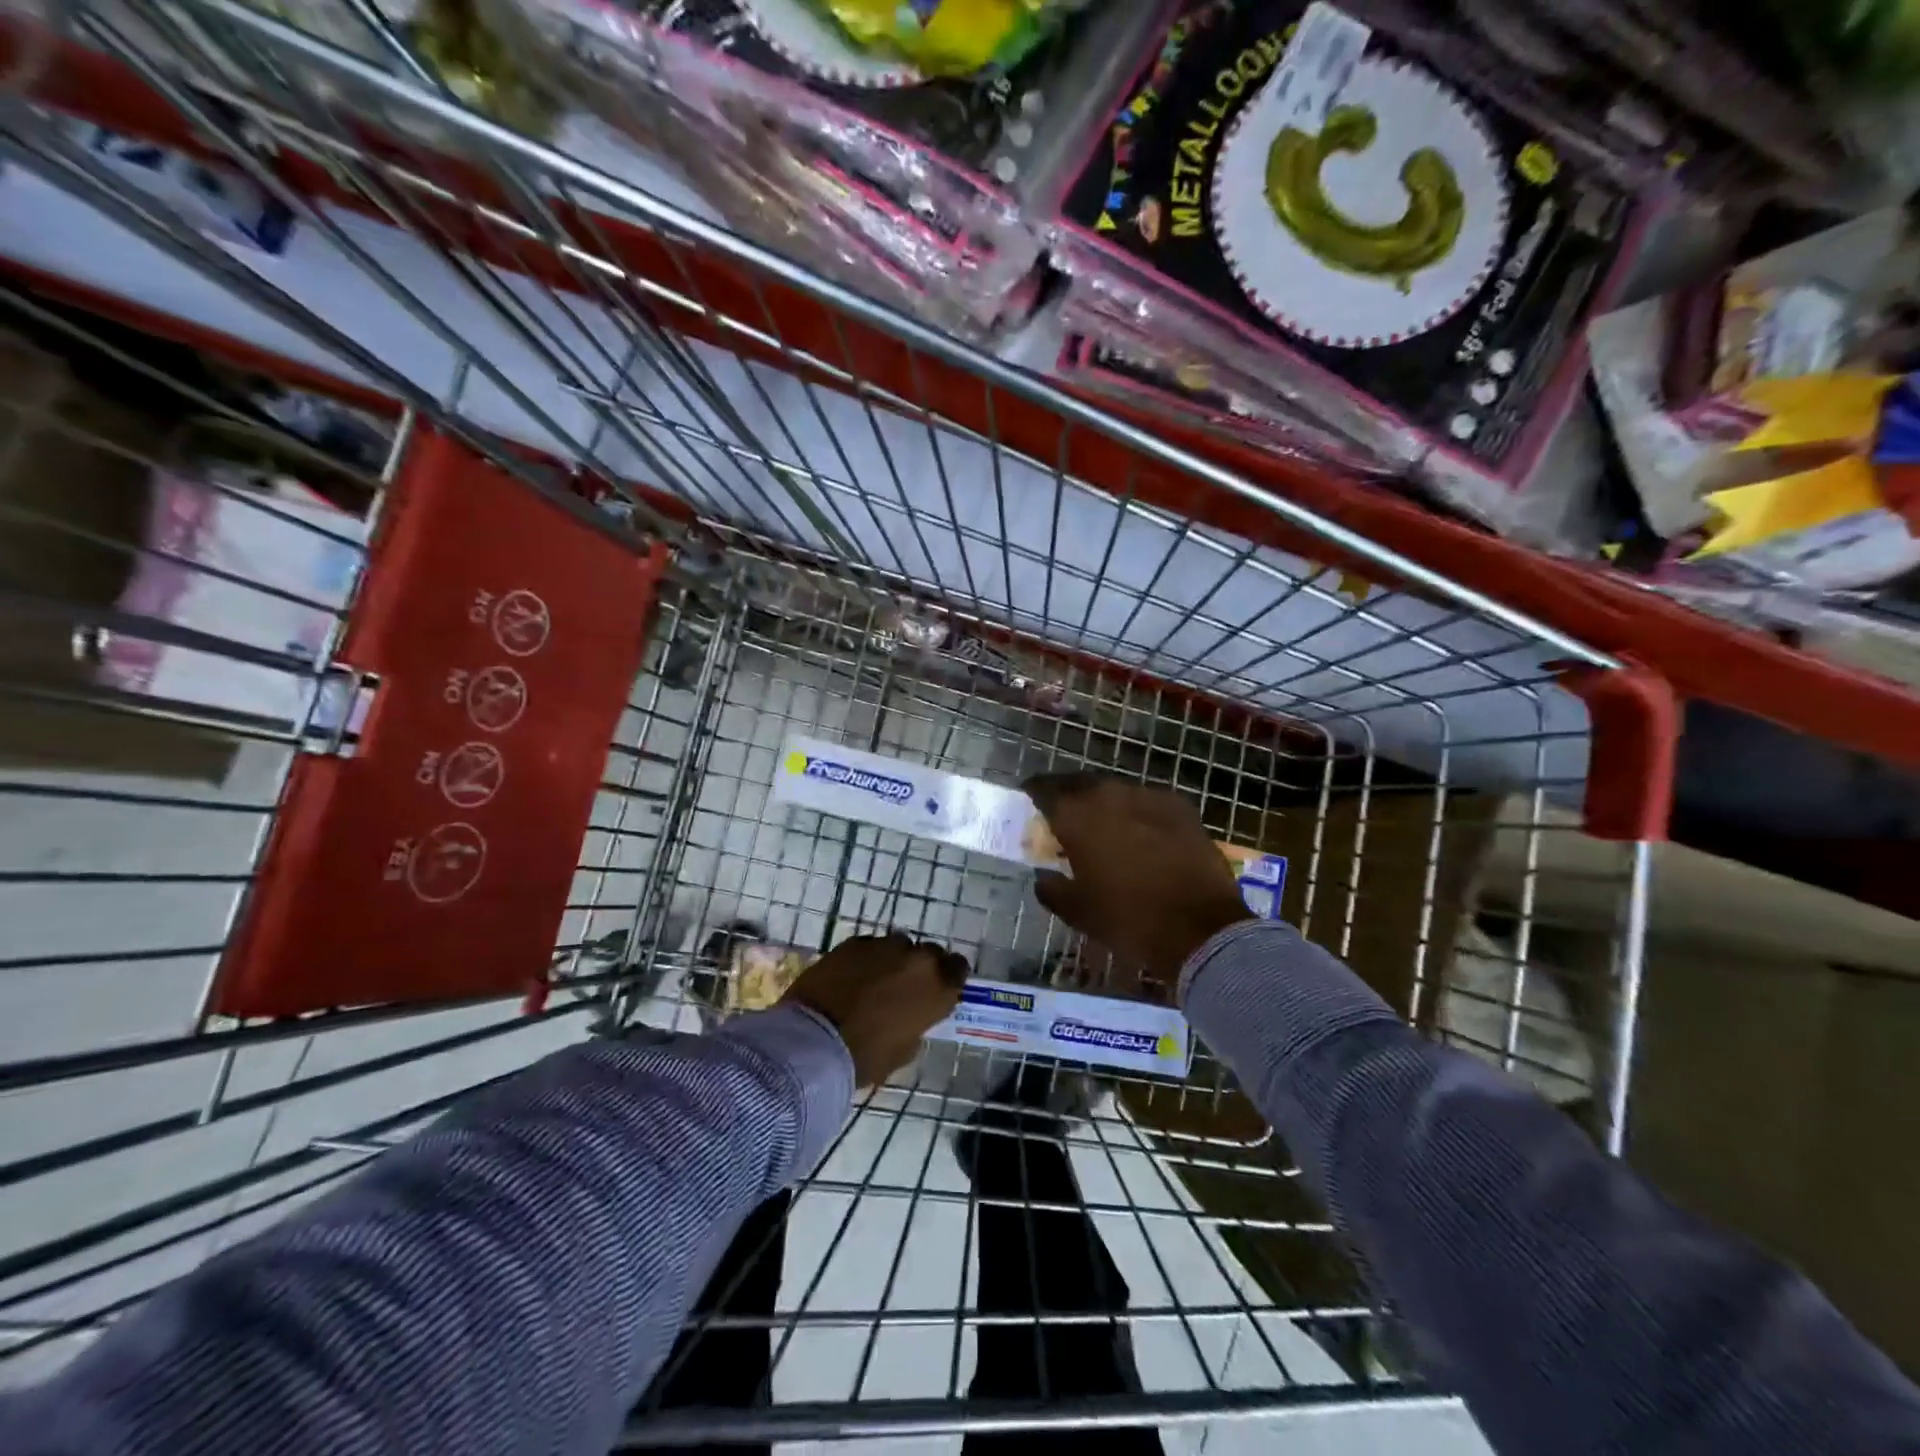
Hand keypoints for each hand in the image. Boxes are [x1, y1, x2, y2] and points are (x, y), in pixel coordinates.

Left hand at [785, 932, 968, 1087]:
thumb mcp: (904, 1051)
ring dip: (892, 961)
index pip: (958, 968)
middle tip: (904, 988)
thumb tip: (912, 1019)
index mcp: (938, 987)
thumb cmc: (865, 1056)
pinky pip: (870, 947)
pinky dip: (866, 959)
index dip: (948, 977)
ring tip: (874, 981)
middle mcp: (917, 958)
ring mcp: (884, 945)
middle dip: (919, 968)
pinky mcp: (854, 942)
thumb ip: (916, 1026)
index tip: (937, 989)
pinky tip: (851, 977)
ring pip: (898, 946)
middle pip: (929, 953)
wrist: (814, 1039)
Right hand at [1024, 772, 1250, 998]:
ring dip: (1103, 800)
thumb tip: (1043, 877)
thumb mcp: (1077, 912)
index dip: (1035, 792)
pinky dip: (1136, 810)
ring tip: (1102, 820)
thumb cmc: (1128, 920)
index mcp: (1077, 816)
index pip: (1045, 790)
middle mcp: (1109, 795)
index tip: (1030, 798)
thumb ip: (1052, 888)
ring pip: (1115, 789)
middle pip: (1080, 783)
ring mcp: (1148, 796)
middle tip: (1065, 811)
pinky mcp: (1180, 806)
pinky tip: (1140, 828)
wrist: (1199, 928)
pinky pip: (1147, 800)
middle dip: (1069, 794)